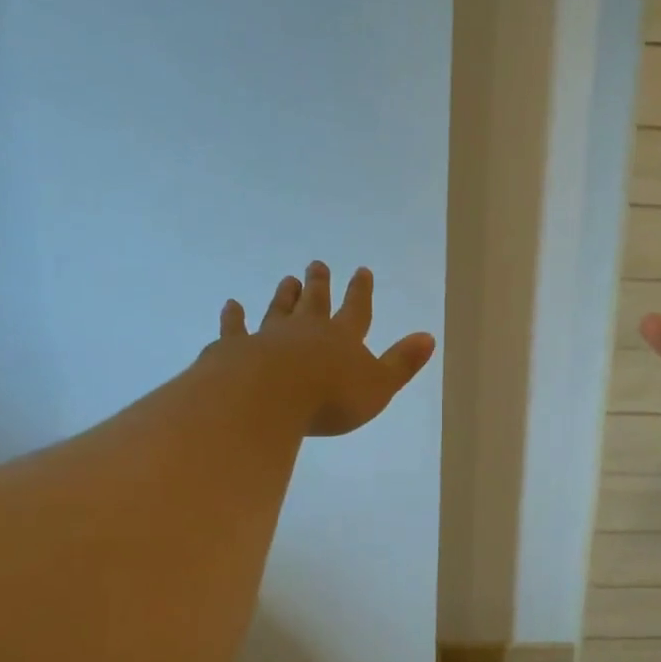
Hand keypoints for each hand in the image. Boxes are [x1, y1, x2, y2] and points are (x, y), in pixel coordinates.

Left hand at [213, 262, 436, 436]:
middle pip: (315, 303)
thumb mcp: (378, 386)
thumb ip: (402, 363)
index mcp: (342, 339)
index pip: (356, 310)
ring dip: (285, 296)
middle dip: (319, 284)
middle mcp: (306, 331)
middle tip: (317, 264)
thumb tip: (428, 337)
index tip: (361, 271)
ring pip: (279, 310)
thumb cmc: (329, 397)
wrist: (267, 397)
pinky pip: (236, 329)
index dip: (360, 292)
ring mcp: (268, 337)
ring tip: (288, 280)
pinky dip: (234, 318)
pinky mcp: (236, 349)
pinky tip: (232, 306)